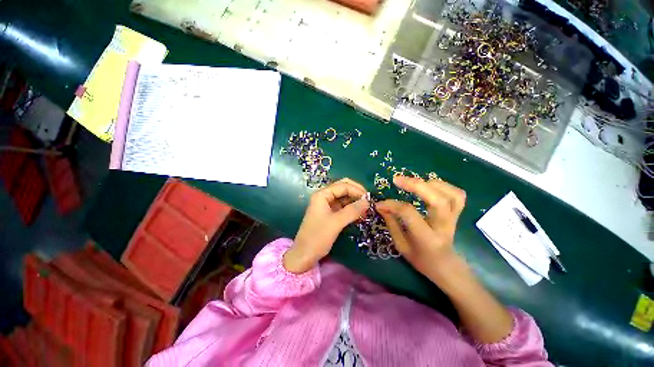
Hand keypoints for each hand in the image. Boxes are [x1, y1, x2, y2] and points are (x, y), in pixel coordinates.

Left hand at [284, 178, 368, 273]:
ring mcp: (327, 205)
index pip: (343, 186)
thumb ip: (352, 211)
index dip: (357, 190)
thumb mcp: (336, 223)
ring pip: (344, 197)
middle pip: (343, 188)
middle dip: (356, 192)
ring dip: (355, 201)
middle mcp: (324, 197)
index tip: (370, 199)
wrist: (304, 255)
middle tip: (369, 201)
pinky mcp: (330, 214)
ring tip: (367, 209)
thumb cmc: (317, 237)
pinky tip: (360, 214)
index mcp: (322, 195)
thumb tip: (368, 201)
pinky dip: (352, 209)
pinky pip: (343, 206)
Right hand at [376, 175, 466, 283]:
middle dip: (415, 185)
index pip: (409, 213)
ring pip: (452, 195)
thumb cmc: (420, 259)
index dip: (392, 205)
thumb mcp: (401, 245)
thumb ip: (391, 224)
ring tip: (414, 182)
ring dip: (431, 184)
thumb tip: (381, 206)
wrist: (445, 266)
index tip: (380, 204)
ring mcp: (454, 219)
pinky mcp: (457, 214)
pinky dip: (444, 186)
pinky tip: (429, 186)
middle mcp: (444, 226)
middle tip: (397, 180)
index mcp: (427, 238)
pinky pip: (457, 195)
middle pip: (437, 200)